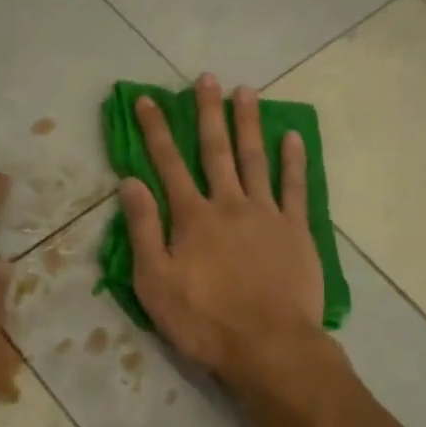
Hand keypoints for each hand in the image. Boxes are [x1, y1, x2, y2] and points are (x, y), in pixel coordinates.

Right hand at [119, 75, 324, 379]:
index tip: (148, 99)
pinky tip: (292, 136)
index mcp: (192, 217)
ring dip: (249, 123)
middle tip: (207, 78)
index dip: (156, 130)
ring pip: (255, 159)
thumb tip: (129, 182)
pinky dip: (293, 160)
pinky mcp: (296, 231)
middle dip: (207, 112)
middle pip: (215, 150)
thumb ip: (144, 229)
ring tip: (246, 91)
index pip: (168, 163)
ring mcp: (267, 214)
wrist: (269, 347)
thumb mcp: (155, 282)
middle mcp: (229, 204)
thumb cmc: (204, 321)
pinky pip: (296, 187)